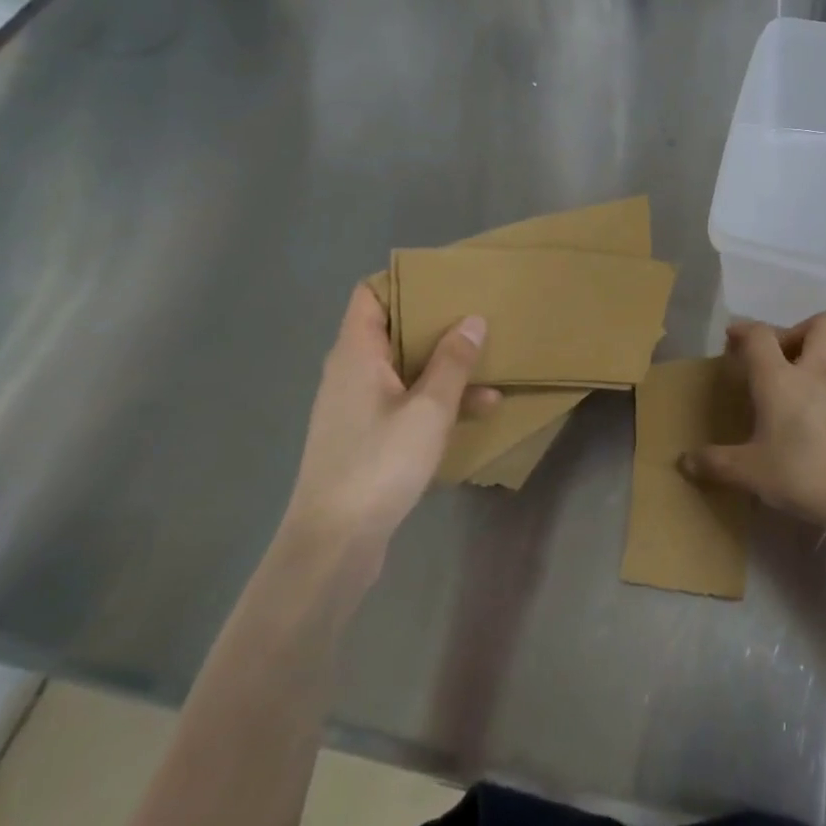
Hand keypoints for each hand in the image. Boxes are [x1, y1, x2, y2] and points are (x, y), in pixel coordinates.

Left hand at [280, 284, 490, 580]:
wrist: (334, 544)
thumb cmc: (380, 463)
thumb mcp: (429, 409)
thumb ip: (453, 362)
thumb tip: (472, 320)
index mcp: (356, 355)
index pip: (368, 296)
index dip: (404, 283)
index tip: (447, 282)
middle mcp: (350, 373)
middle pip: (391, 330)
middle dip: (435, 324)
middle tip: (477, 315)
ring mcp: (356, 407)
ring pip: (403, 369)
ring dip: (443, 366)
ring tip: (491, 364)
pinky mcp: (365, 437)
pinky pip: (404, 401)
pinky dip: (435, 399)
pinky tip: (477, 410)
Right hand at [681, 314, 825, 533]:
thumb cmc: (802, 473)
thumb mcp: (750, 473)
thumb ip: (715, 464)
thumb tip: (684, 462)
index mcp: (780, 378)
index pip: (761, 335)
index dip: (744, 330)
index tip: (733, 339)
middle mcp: (816, 370)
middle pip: (816, 323)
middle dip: (796, 330)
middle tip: (780, 356)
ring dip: (823, 347)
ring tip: (807, 371)